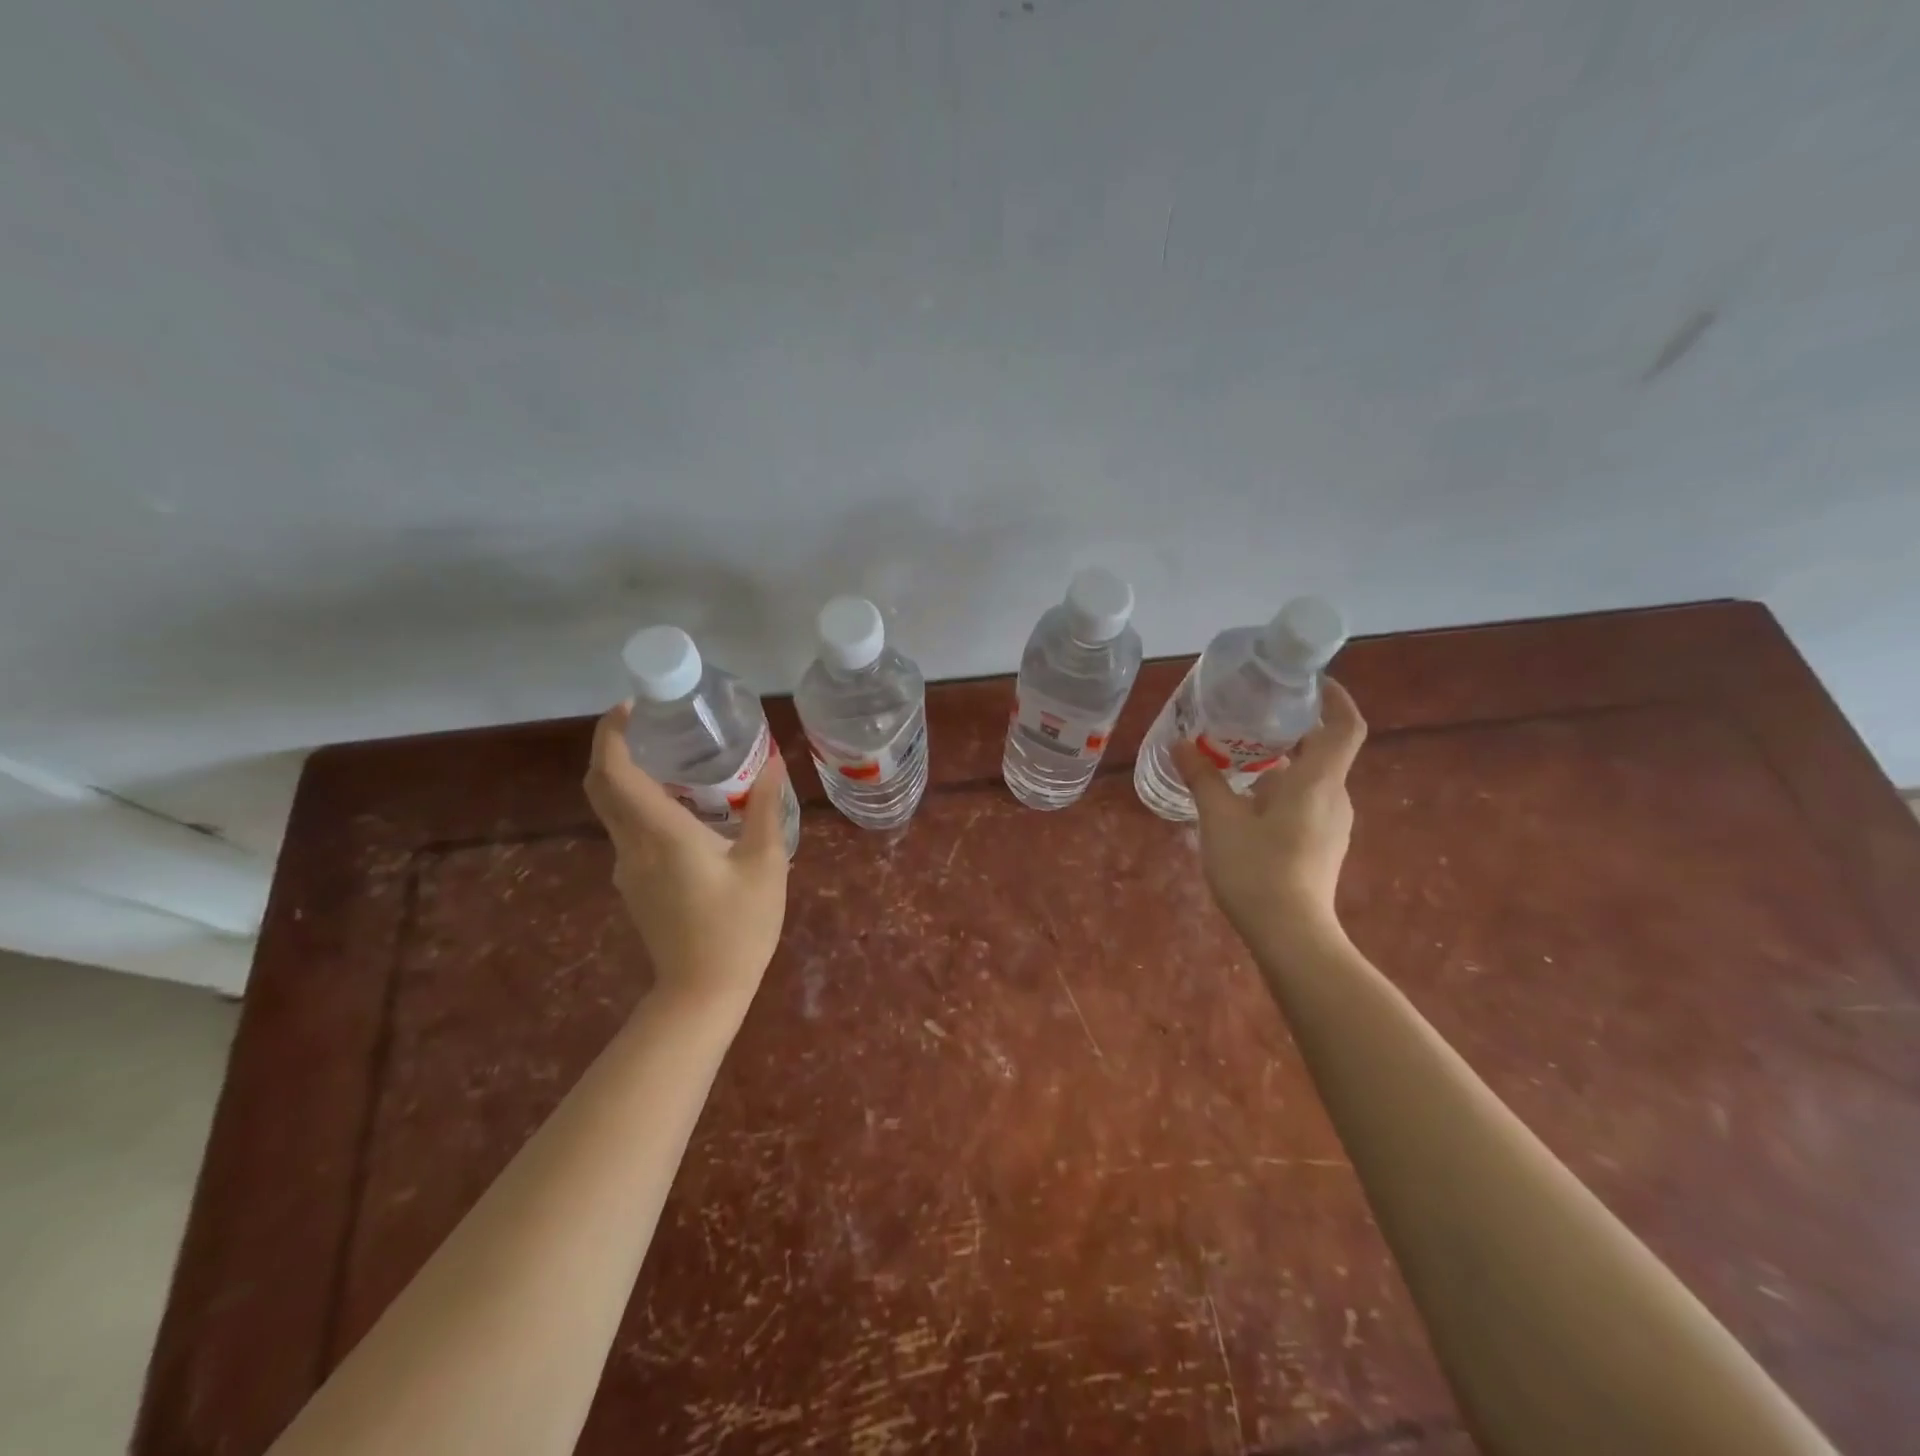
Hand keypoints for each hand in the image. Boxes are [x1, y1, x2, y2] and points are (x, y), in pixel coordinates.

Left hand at [584, 703, 790, 1012]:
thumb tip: (774, 763)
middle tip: (652, 724)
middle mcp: (633, 846)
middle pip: (602, 786)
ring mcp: (628, 869)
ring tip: (676, 760)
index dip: (611, 735)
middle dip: (614, 747)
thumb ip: (765, 809)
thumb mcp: (764, 864)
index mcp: (661, 834)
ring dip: (631, 777)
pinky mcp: (635, 886)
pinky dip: (643, 805)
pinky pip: (629, 831)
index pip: (614, 773)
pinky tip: (685, 809)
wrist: (702, 993)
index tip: (632, 708)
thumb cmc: (738, 927)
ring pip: (613, 810)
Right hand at [1172, 677, 1366, 948]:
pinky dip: (1282, 790)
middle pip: (1323, 750)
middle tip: (1252, 715)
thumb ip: (1202, 778)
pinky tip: (1245, 801)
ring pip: (1311, 779)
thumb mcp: (1220, 820)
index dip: (1335, 698)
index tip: (1310, 681)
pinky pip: (1307, 802)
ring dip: (1282, 763)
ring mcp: (1332, 825)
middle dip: (1292, 729)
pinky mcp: (1322, 846)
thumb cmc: (1257, 869)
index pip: (1344, 726)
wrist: (1291, 936)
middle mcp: (1334, 798)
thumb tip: (1179, 743)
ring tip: (1239, 756)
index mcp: (1317, 782)